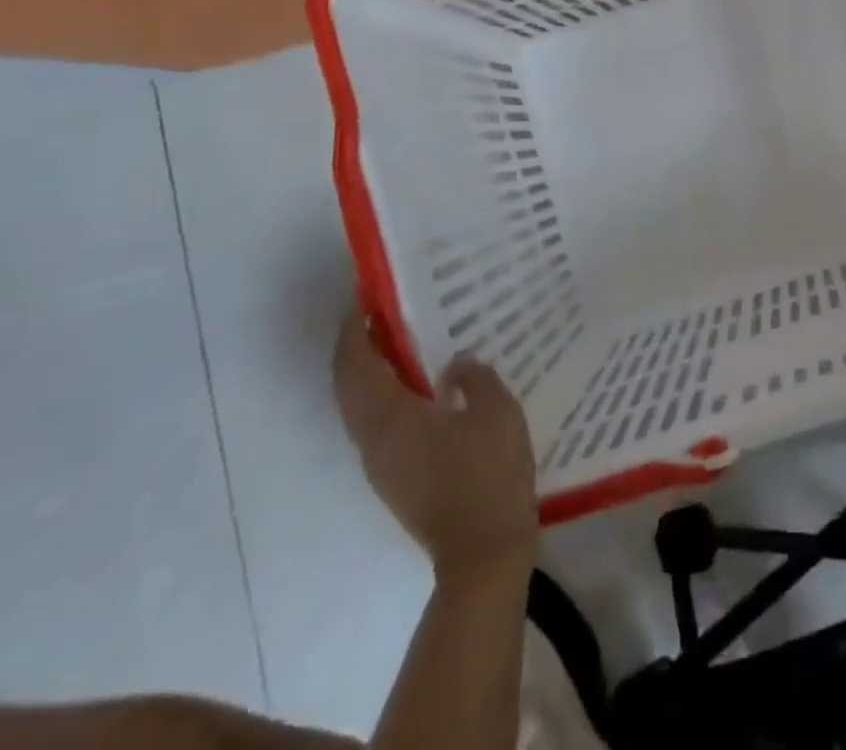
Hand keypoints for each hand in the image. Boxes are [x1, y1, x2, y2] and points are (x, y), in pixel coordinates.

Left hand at [333, 313, 537, 581]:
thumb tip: (453, 364)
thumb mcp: (496, 411)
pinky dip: (386, 394)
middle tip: (384, 312)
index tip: (365, 296)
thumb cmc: (488, 473)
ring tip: (404, 340)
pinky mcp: (396, 478)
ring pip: (360, 407)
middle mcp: (373, 439)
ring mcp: (381, 463)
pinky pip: (378, 423)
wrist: (482, 550)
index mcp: (391, 418)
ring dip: (371, 371)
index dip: (354, 329)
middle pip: (349, 385)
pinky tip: (424, 385)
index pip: (357, 364)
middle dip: (358, 346)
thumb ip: (474, 378)